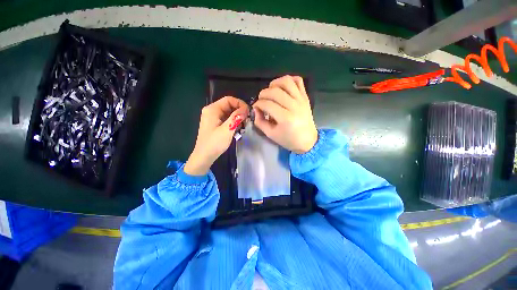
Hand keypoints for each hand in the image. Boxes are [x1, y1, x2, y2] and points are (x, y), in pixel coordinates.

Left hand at [184, 96, 248, 175]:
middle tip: (248, 120)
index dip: (240, 104)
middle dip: (239, 111)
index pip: (229, 99)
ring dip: (237, 117)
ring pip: (228, 112)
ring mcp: (213, 118)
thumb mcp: (227, 130)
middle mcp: (212, 111)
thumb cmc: (214, 143)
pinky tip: (238, 128)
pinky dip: (233, 122)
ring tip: (244, 125)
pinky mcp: (215, 124)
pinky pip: (226, 119)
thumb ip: (236, 118)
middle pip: (229, 105)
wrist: (204, 156)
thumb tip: (246, 108)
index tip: (248, 112)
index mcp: (212, 109)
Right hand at [253, 75, 317, 153]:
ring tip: (271, 91)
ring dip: (275, 83)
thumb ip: (260, 121)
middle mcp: (294, 106)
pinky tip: (282, 87)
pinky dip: (289, 80)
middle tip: (261, 100)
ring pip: (286, 82)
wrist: (307, 141)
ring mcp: (301, 100)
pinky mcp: (305, 97)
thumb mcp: (271, 134)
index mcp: (285, 118)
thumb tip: (256, 109)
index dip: (258, 104)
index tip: (255, 107)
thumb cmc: (288, 140)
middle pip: (275, 91)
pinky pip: (298, 81)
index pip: (267, 104)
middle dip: (263, 94)